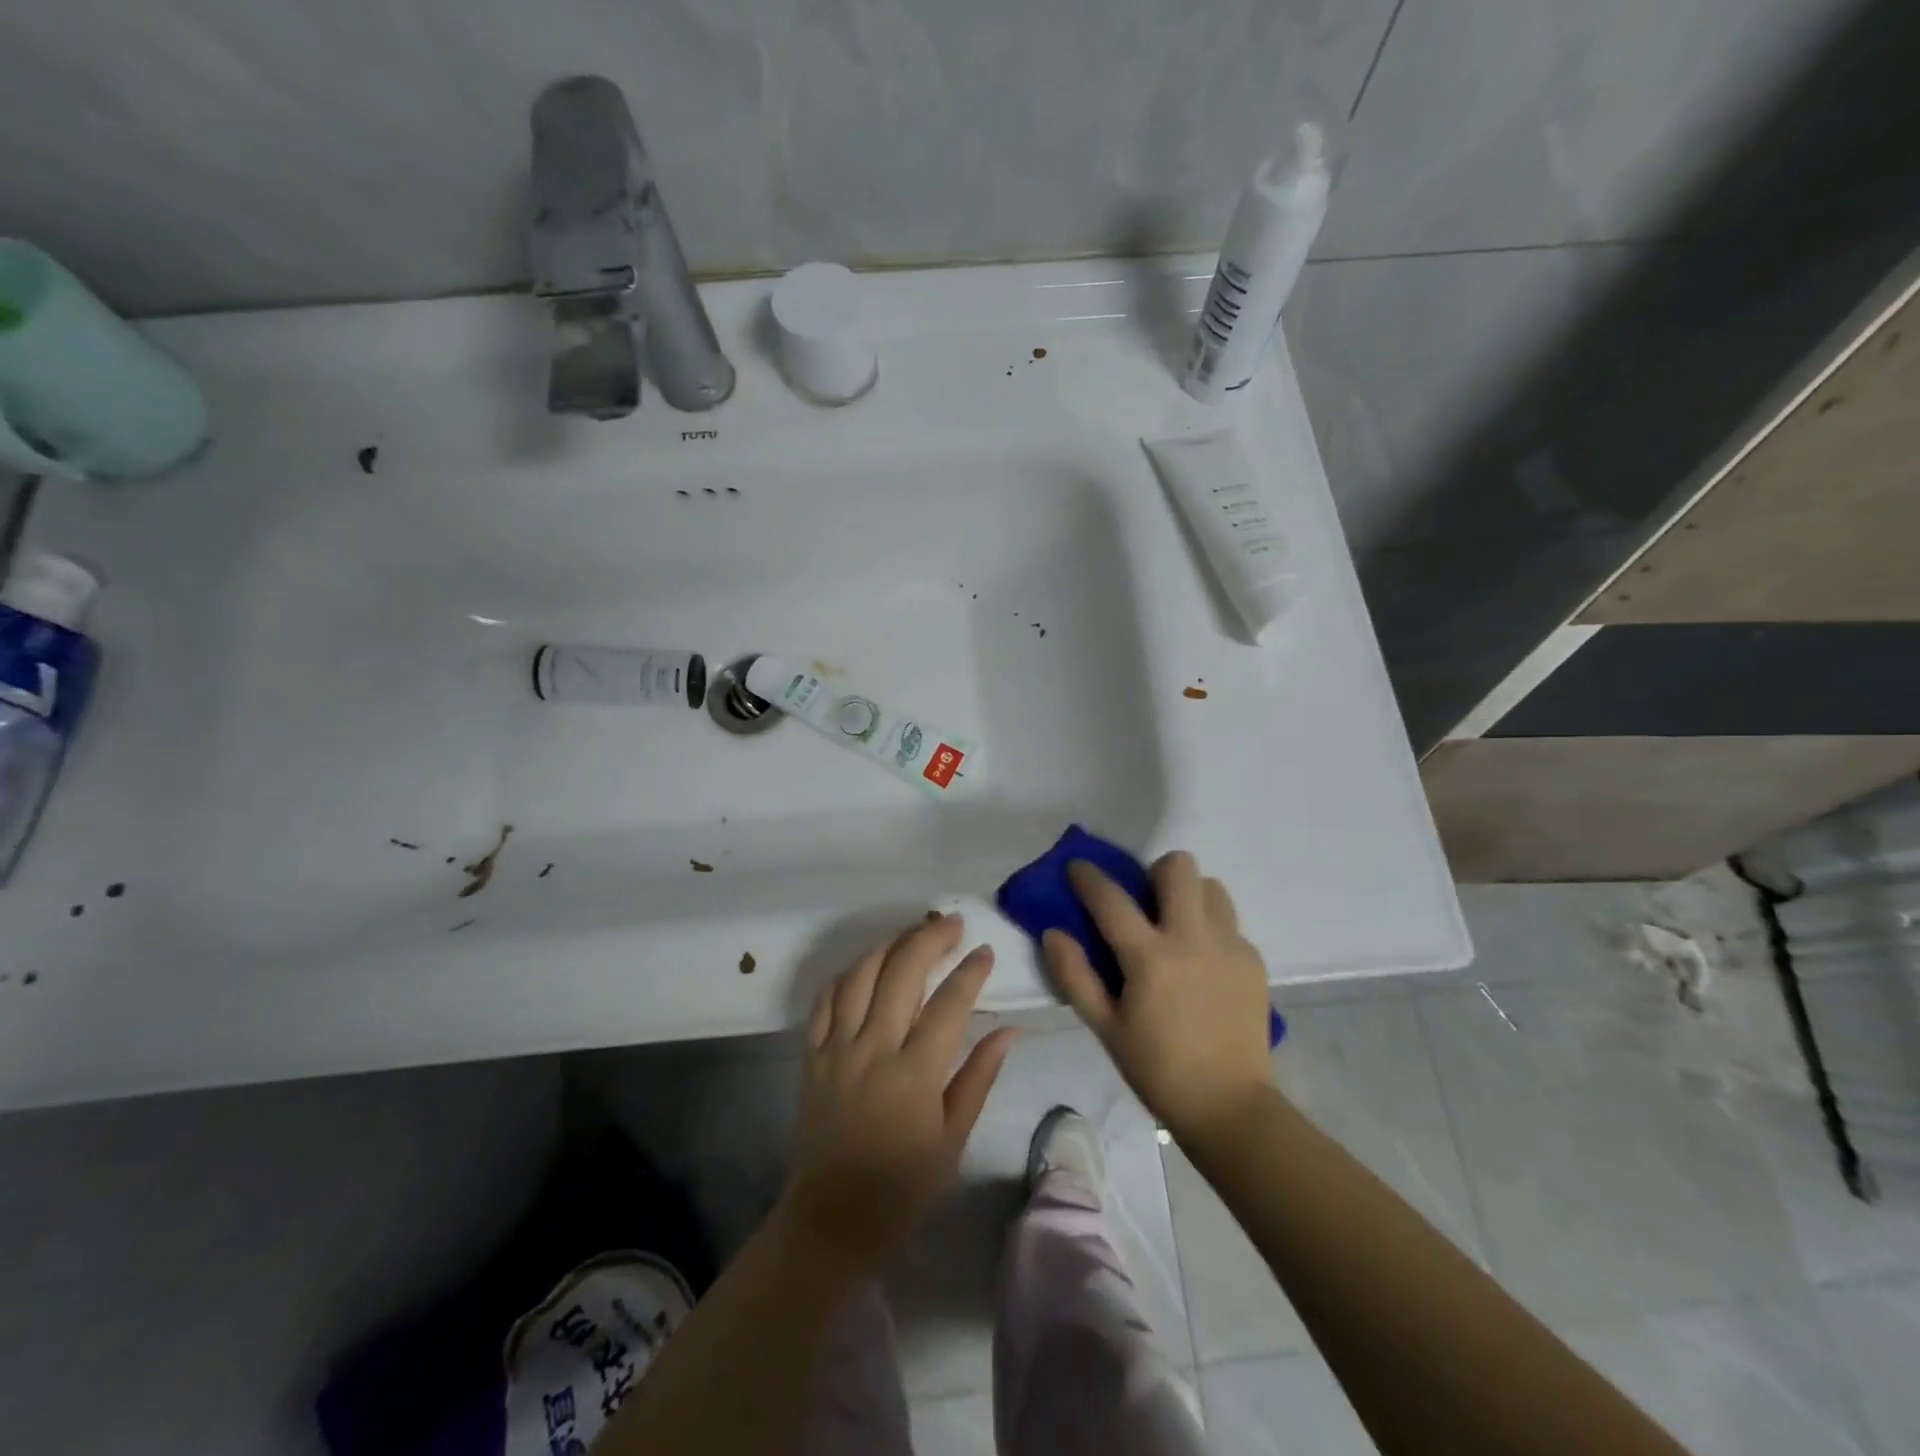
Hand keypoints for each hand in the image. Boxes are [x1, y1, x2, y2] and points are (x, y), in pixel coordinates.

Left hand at [775, 913, 1017, 1274]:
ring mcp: (837, 1048)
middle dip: (930, 938)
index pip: (949, 1003)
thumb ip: (978, 1079)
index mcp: (914, 1073)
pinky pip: (824, 1000)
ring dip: (888, 945)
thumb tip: (1008, 1031)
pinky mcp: (812, 1056)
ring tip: (912, 934)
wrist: (830, 1221)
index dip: (971, 971)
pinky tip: (865, 967)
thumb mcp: (953, 1141)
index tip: (986, 951)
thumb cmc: (902, 1188)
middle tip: (952, 923)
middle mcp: (874, 1049)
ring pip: (861, 975)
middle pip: (902, 972)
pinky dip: (846, 974)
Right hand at [1044, 852, 1272, 1139]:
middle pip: (1178, 867)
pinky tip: (1203, 963)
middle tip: (1145, 902)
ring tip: (1177, 927)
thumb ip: (1075, 976)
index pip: (1111, 899)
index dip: (1088, 877)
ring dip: (1188, 895)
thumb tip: (1052, 933)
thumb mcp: (1105, 1028)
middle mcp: (1192, 939)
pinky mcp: (1253, 960)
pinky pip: (1229, 922)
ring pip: (1211, 886)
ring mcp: (1229, 946)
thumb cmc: (1157, 1070)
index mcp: (1150, 957)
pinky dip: (1211, 928)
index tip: (1077, 866)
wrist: (1229, 1107)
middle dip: (1154, 873)